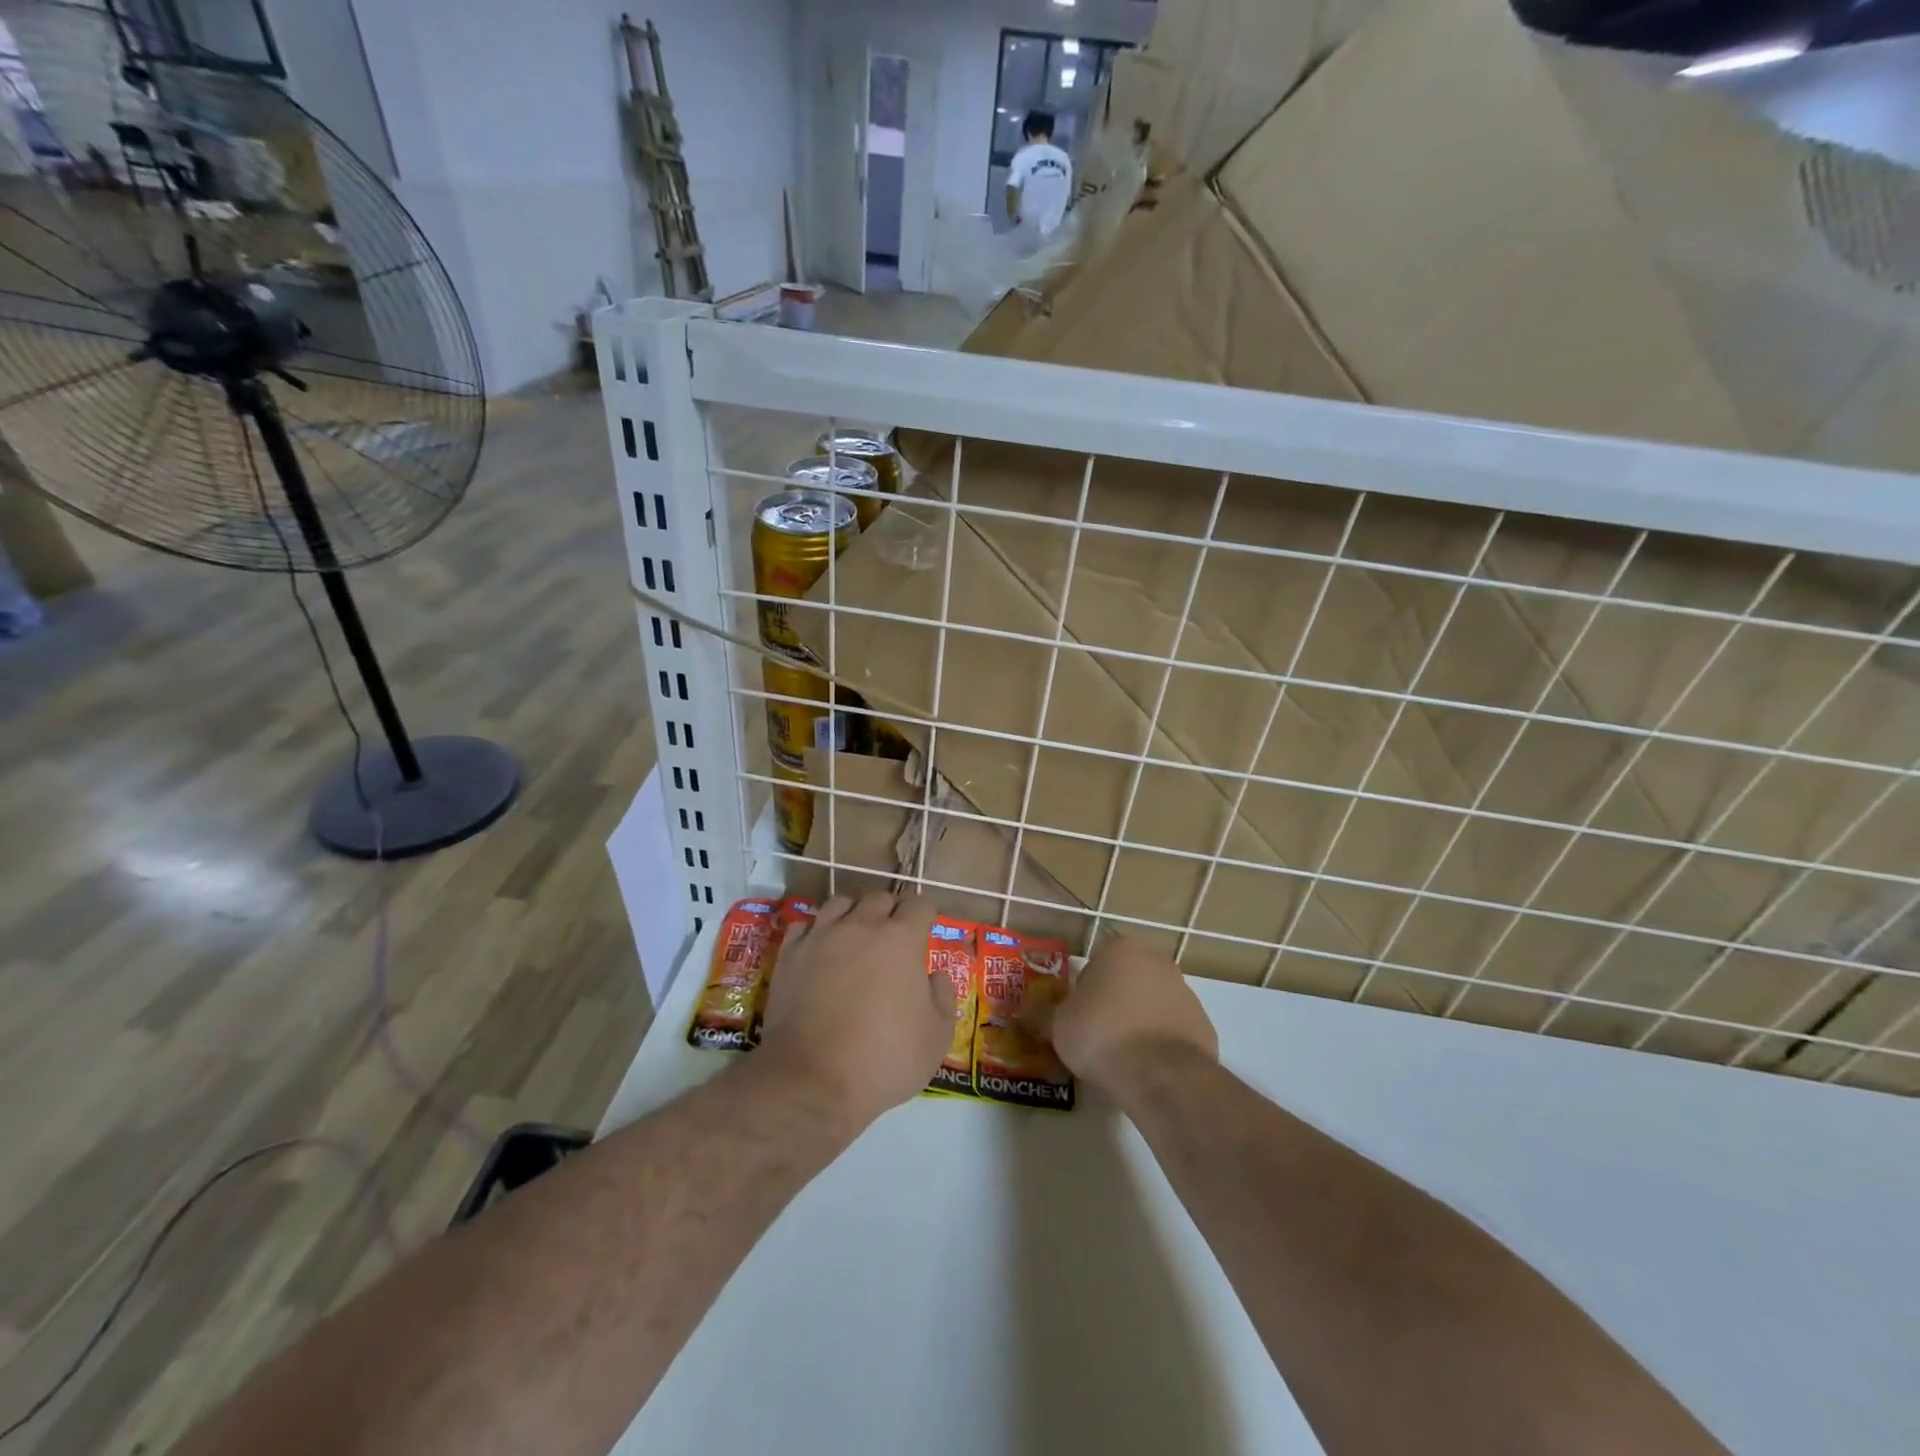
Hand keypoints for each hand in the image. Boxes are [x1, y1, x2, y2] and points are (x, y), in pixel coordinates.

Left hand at [757, 893, 956, 1129]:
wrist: (812, 1081)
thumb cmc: (884, 1059)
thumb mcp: (937, 1037)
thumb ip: (943, 996)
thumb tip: (934, 975)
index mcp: (901, 938)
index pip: (919, 904)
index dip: (926, 915)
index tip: (926, 931)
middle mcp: (861, 926)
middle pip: (879, 898)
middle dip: (891, 911)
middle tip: (894, 938)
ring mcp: (821, 936)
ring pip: (840, 902)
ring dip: (853, 913)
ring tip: (856, 936)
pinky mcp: (790, 954)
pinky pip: (805, 925)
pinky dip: (817, 931)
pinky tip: (820, 950)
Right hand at [1023, 936, 1217, 1097]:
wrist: (1162, 1075)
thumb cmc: (1102, 1035)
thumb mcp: (1057, 1026)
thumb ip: (1040, 1014)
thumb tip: (1023, 1011)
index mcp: (1121, 949)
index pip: (1095, 961)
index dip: (1083, 990)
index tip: (1076, 1016)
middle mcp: (1157, 961)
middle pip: (1126, 979)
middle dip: (1113, 1001)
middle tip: (1096, 1034)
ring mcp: (1186, 992)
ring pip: (1151, 1003)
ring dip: (1138, 1021)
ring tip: (1121, 1057)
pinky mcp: (1204, 1025)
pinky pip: (1172, 1029)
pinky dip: (1160, 1043)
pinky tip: (1147, 1068)